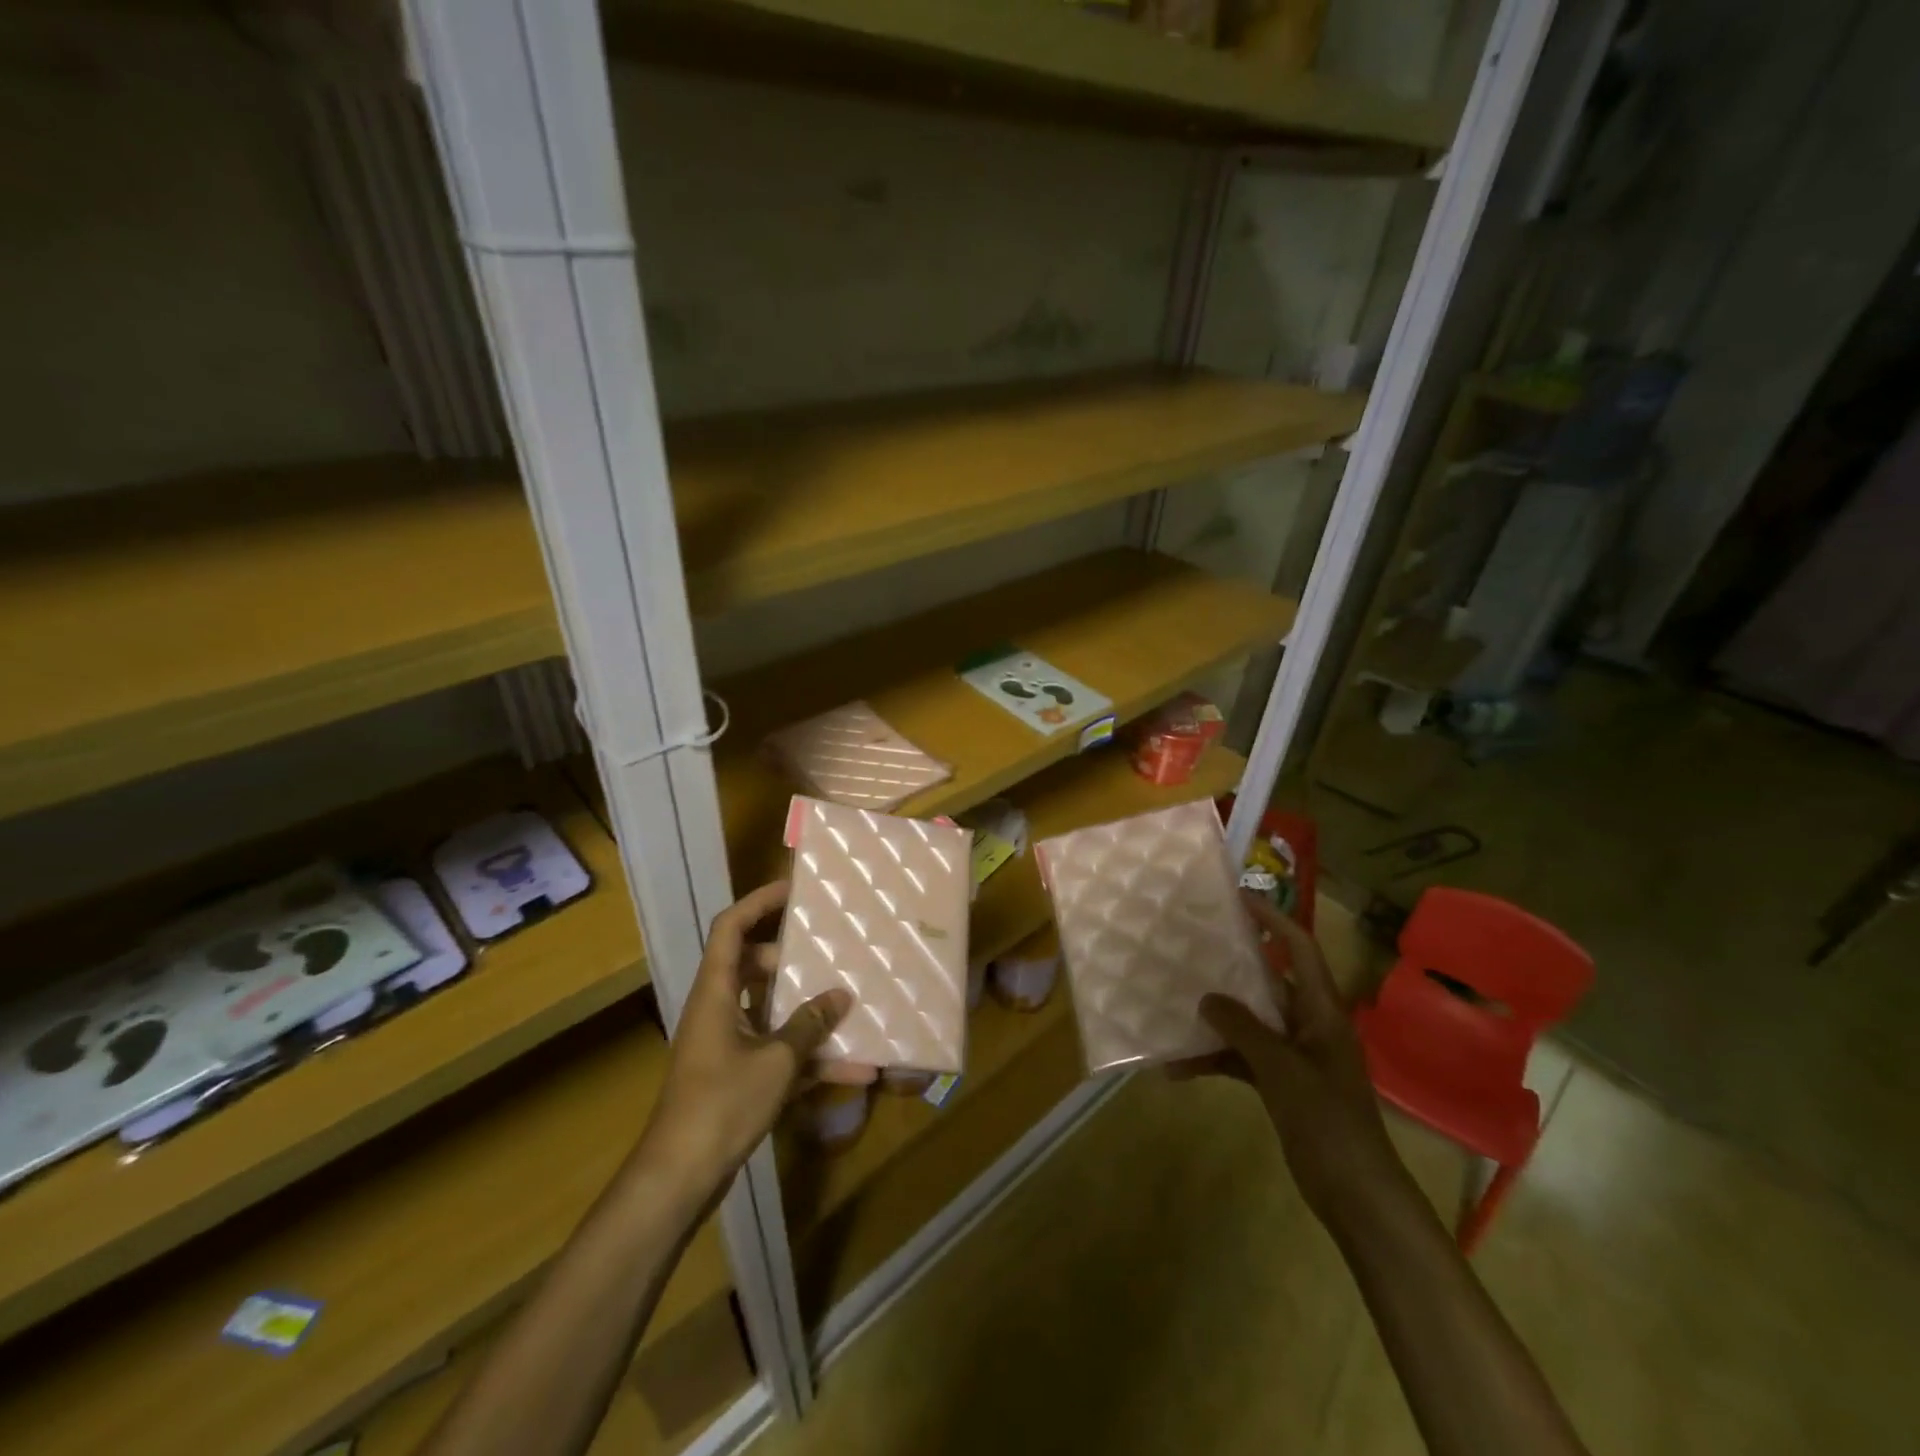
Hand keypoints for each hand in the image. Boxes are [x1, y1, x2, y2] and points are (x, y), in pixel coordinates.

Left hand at [642, 882, 851, 1190]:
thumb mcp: (776, 1060)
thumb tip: (841, 995)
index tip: (795, 890)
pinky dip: (809, 1059)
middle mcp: (718, 1009)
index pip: (731, 927)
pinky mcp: (737, 1077)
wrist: (680, 1178)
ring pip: (772, 1012)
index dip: (759, 902)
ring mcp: (727, 1045)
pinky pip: (778, 1053)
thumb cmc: (721, 1103)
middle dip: (795, 960)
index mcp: (716, 992)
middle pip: (755, 967)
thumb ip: (809, 1024)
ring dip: (809, 1015)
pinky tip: (853, 1070)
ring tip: (853, 1006)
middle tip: (831, 951)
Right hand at [1169, 892, 1408, 1224]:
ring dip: (1215, 1021)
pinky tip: (1177, 1068)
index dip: (1273, 920)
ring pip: (1250, 1022)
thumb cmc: (1327, 1121)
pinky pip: (1243, 1059)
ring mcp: (1295, 1056)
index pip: (1300, 949)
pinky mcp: (1282, 1084)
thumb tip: (1206, 997)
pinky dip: (1215, 1059)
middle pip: (1268, 982)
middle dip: (1231, 966)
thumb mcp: (1281, 1069)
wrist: (1357, 1196)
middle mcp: (1309, 1025)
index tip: (1238, 899)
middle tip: (1191, 946)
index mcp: (1321, 1011)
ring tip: (1173, 1006)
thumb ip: (1242, 1028)